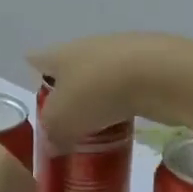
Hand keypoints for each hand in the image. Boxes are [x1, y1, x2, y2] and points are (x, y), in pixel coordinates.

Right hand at [28, 34, 192, 152]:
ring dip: (97, 99)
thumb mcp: (63, 121)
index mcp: (59, 54)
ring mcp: (119, 52)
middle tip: (66, 124)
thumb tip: (53, 144)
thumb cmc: (97, 92)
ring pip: (99, 77)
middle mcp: (85, 46)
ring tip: (96, 129)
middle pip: (69, 69)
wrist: (159, 74)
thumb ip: (53, 134)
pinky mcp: (147, 64)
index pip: (36, 60)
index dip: (33, 78)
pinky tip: (125, 123)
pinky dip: (123, 102)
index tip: (38, 101)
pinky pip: (126, 86)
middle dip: (67, 94)